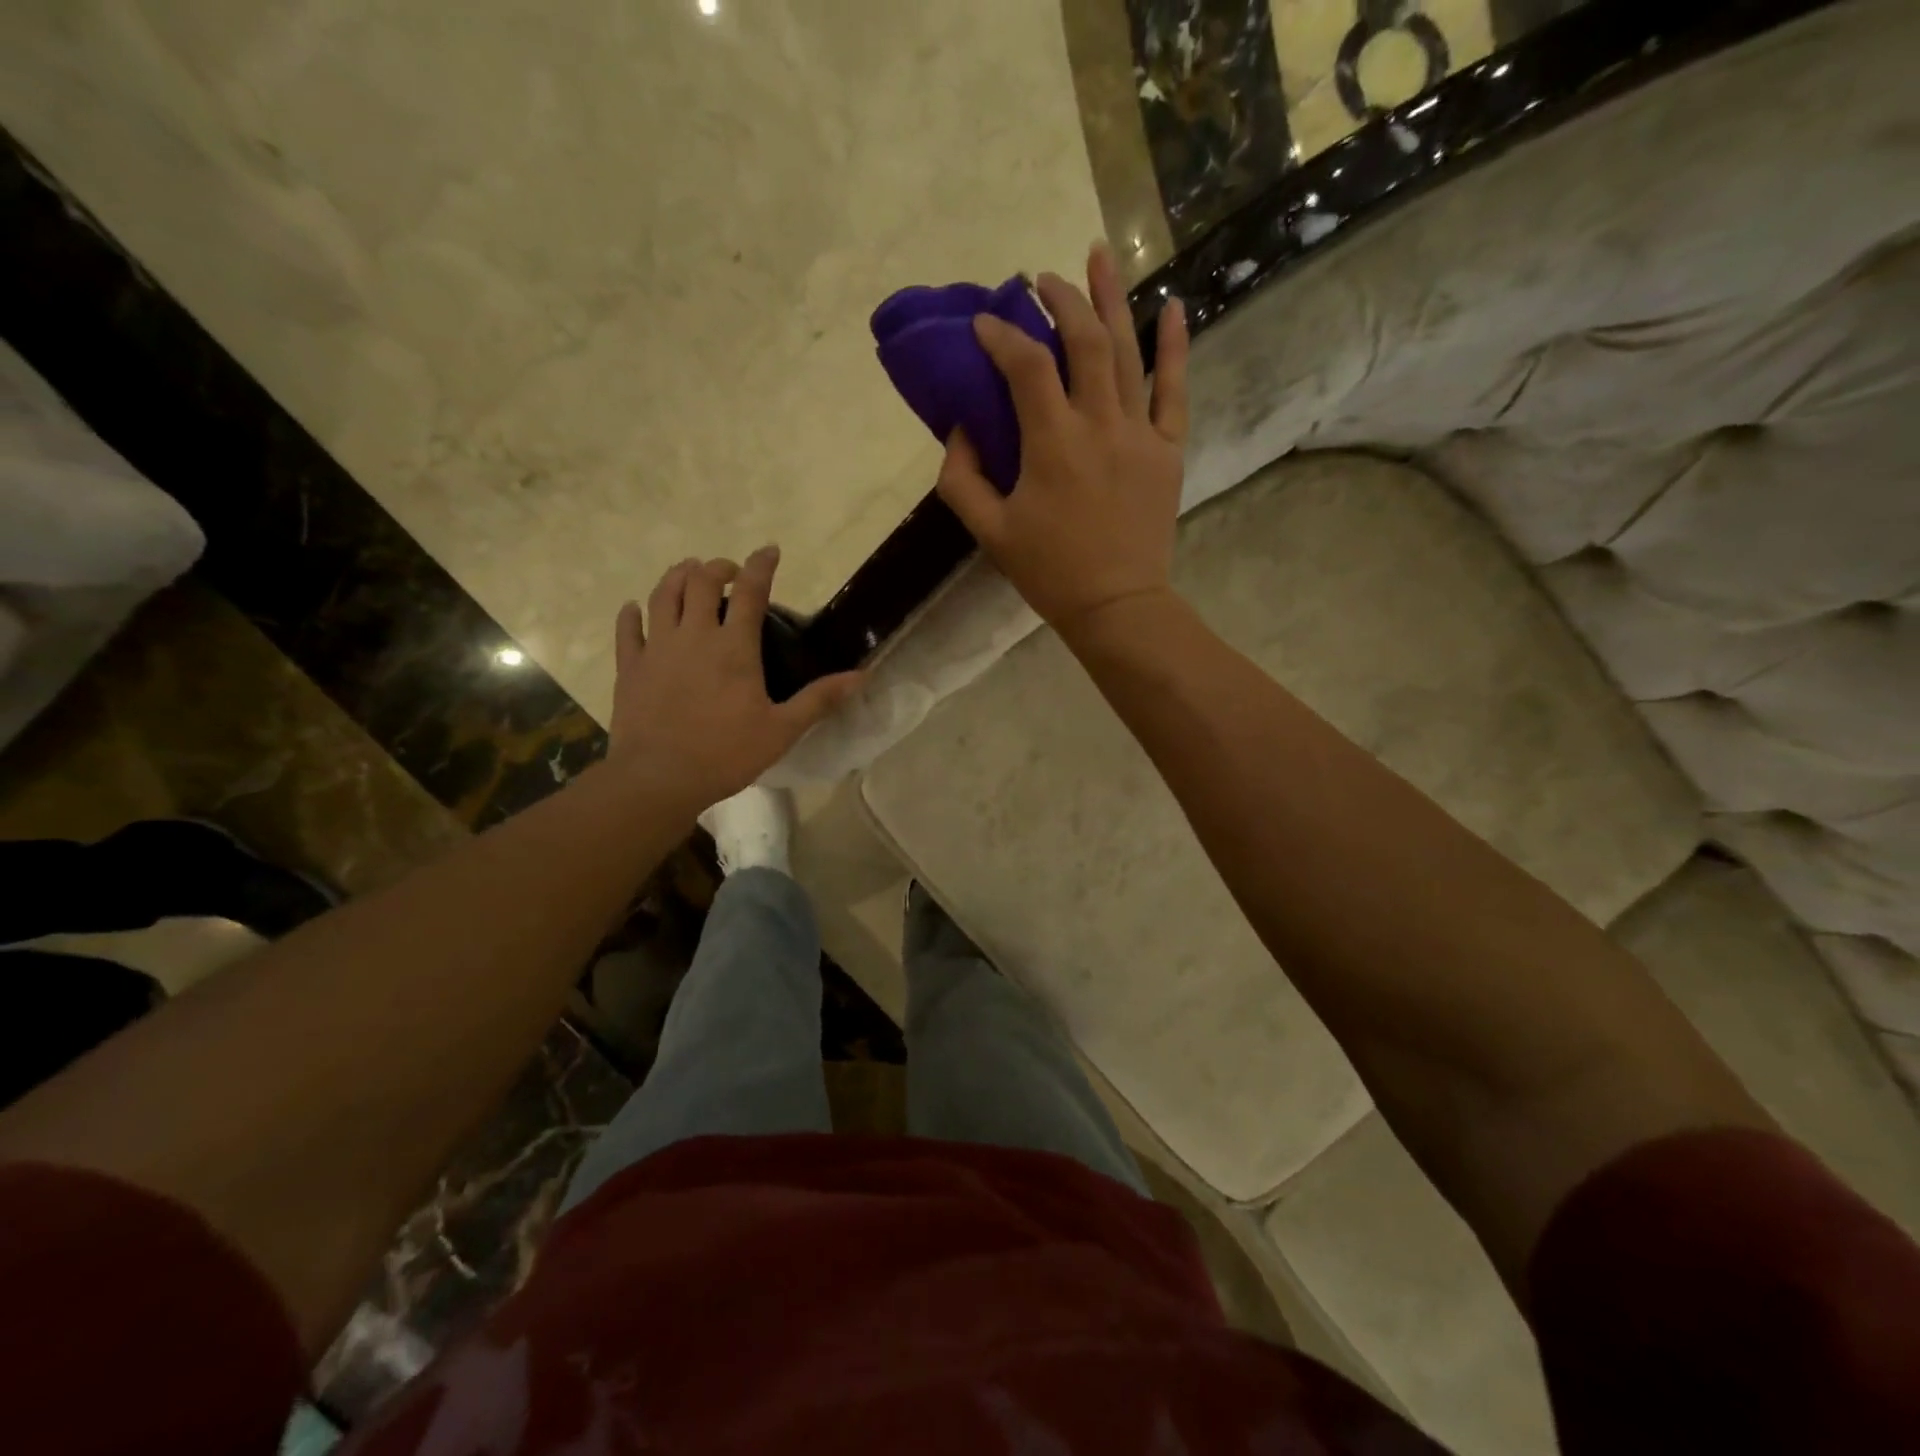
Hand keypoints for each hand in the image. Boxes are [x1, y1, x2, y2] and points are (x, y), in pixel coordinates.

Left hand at [607, 548, 862, 814]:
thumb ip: (820, 699)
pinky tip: (635, 608)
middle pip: (701, 582)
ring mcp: (657, 648)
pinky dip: (632, 613)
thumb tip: (861, 676)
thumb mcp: (782, 730)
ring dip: (676, 577)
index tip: (769, 551)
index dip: (761, 565)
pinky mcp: (630, 667)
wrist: (659, 778)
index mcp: (734, 647)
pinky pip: (627, 629)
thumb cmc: (726, 754)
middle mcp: (694, 636)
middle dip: (716, 567)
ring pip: (663, 595)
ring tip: (687, 573)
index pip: (750, 591)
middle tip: (728, 572)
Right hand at [935, 241, 1188, 641]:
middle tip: (1040, 280)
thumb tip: (961, 429)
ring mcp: (1139, 433)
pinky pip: (1175, 389)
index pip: (1025, 366)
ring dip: (1111, 299)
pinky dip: (1175, 346)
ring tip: (1098, 255)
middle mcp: (1099, 424)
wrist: (1116, 605)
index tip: (983, 323)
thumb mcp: (989, 532)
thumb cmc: (1049, 572)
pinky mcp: (1167, 450)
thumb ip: (962, 477)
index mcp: (1052, 443)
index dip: (1000, 336)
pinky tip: (1173, 306)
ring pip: (1127, 351)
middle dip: (1060, 301)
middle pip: (1083, 341)